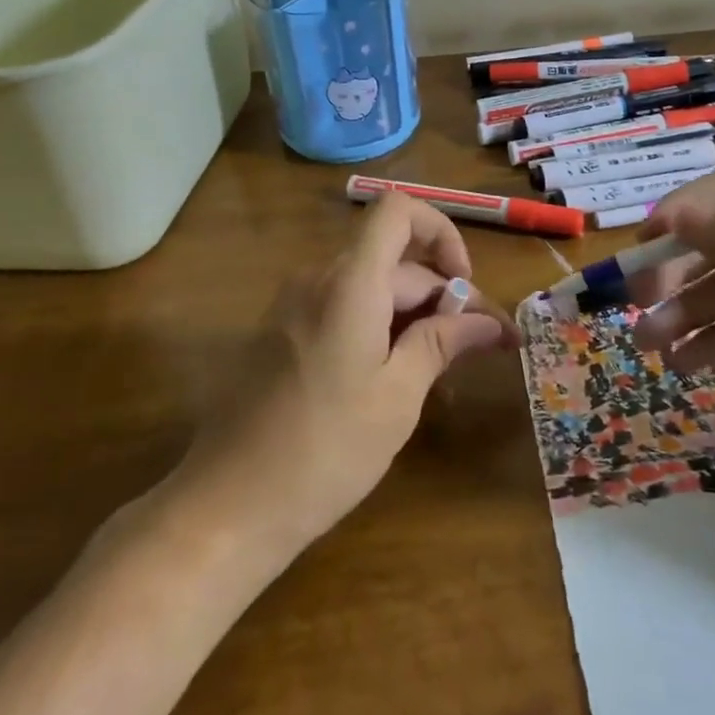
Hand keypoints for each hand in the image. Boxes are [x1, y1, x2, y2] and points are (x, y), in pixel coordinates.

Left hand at [178, 193, 519, 549]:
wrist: (227, 505)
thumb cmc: (325, 450)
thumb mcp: (398, 397)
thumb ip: (442, 343)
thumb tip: (487, 321)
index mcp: (349, 282)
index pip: (398, 209)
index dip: (440, 231)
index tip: (463, 285)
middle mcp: (317, 278)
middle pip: (393, 259)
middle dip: (441, 294)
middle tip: (481, 347)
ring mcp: (292, 305)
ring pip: (369, 286)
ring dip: (412, 313)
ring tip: (443, 368)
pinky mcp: (280, 332)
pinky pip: (341, 307)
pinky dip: (378, 325)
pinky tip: (395, 377)